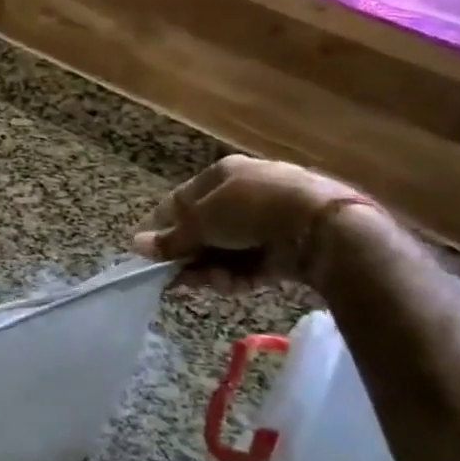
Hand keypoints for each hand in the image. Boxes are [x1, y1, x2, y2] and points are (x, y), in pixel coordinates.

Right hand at [131, 156, 367, 289]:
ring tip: (202, 284)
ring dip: (210, 269)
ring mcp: (269, 222)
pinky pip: (251, 264)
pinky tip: (228, 286)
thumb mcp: (202, 221)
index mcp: (224, 174)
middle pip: (204, 229)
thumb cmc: (250, 209)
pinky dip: (237, 276)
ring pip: (226, 250)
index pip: (181, 200)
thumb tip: (136, 245)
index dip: (161, 226)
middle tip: (172, 277)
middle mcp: (245, 193)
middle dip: (187, 255)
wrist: (323, 227)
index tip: (145, 251)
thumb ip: (171, 238)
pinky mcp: (288, 249)